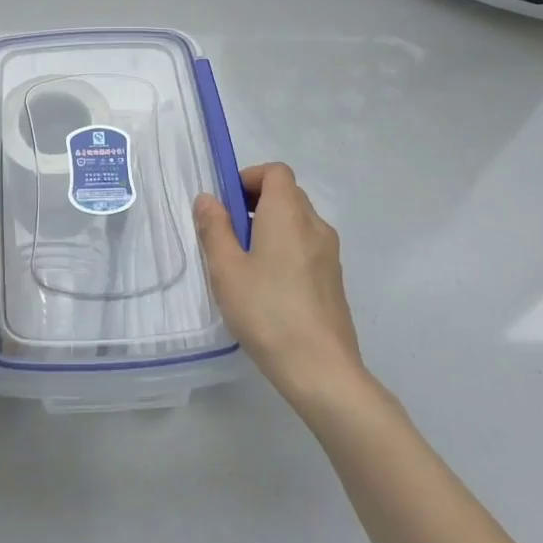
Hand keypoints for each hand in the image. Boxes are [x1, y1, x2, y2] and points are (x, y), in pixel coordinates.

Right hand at [194, 163, 366, 411]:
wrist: (322, 371)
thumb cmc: (267, 312)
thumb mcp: (226, 269)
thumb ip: (214, 228)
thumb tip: (208, 199)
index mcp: (288, 214)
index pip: (276, 171)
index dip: (249, 178)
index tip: (227, 204)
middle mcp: (315, 225)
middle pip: (287, 194)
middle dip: (256, 203)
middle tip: (229, 235)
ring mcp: (330, 254)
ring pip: (298, 222)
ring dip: (271, 228)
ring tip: (245, 265)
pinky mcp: (334, 280)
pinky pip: (307, 247)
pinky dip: (286, 250)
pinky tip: (268, 288)